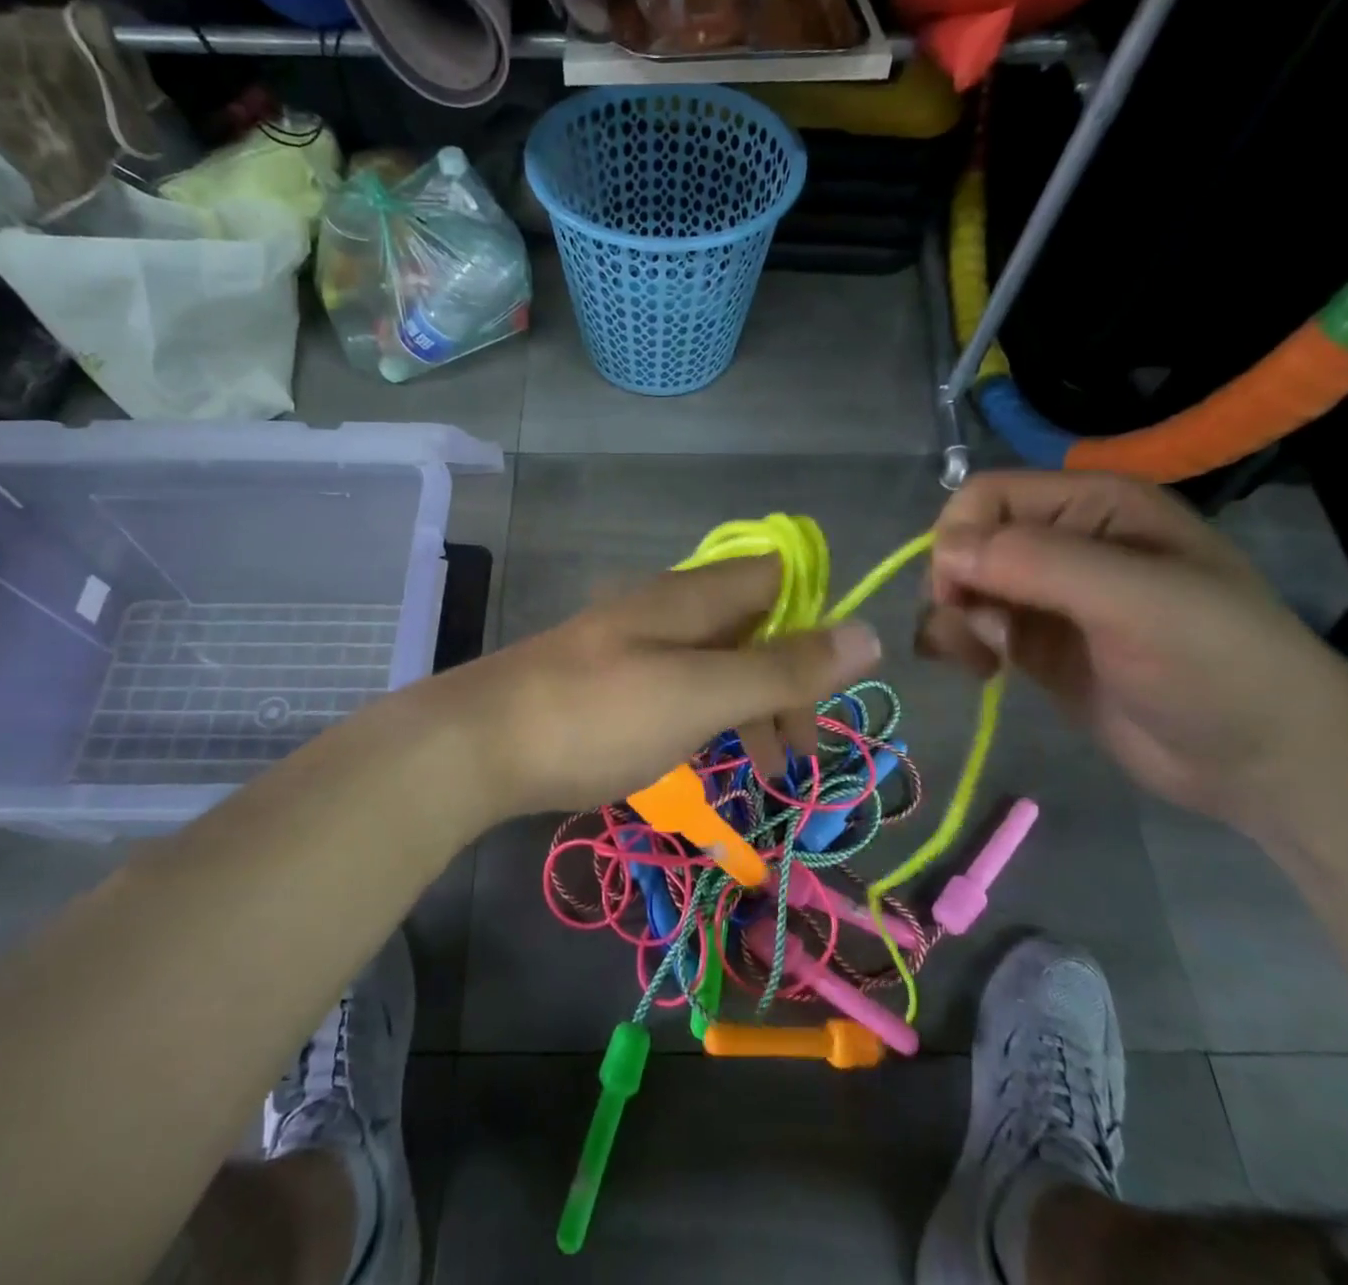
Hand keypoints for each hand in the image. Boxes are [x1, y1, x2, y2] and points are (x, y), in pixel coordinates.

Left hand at [430, 556, 882, 819]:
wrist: (479, 744)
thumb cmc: (598, 714)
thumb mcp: (701, 693)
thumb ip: (783, 668)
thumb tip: (869, 633)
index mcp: (692, 597)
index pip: (778, 575)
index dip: (815, 617)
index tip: (829, 683)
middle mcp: (668, 609)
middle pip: (754, 627)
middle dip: (788, 683)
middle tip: (798, 752)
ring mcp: (637, 646)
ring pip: (719, 664)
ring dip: (752, 710)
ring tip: (765, 772)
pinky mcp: (613, 683)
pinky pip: (682, 689)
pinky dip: (709, 720)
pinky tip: (709, 758)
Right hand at [917, 470, 1347, 823]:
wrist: (1264, 763)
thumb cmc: (1215, 666)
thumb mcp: (1135, 602)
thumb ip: (1038, 564)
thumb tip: (942, 552)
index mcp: (1092, 506)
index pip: (985, 496)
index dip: (958, 539)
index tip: (959, 595)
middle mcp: (1063, 541)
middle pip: (964, 542)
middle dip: (953, 587)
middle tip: (981, 638)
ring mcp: (1046, 596)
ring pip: (960, 586)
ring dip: (951, 620)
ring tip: (981, 662)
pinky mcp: (1034, 643)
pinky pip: (970, 626)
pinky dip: (957, 643)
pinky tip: (980, 671)